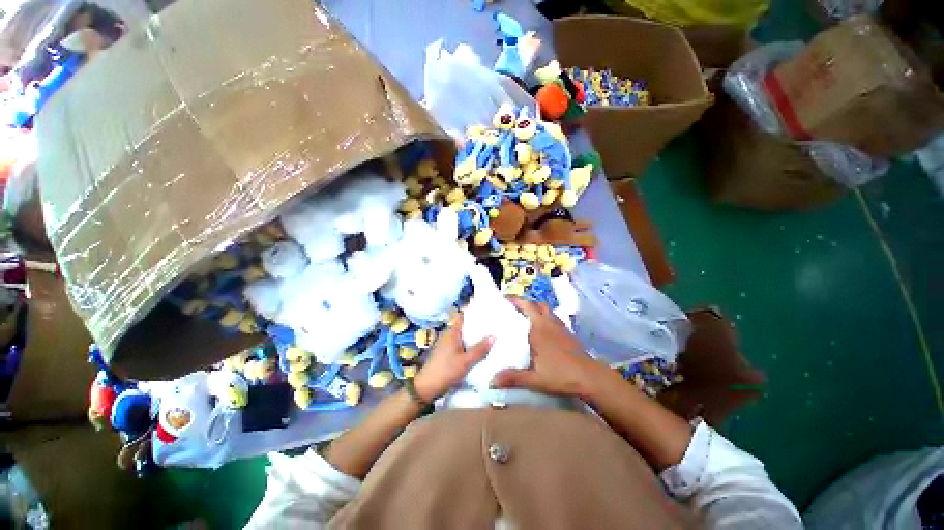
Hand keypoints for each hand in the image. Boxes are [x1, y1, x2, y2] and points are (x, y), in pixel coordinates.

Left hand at [414, 314, 492, 401]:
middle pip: (464, 326)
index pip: (462, 316)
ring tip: (489, 336)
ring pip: (462, 336)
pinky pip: (460, 345)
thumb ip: (480, 349)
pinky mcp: (446, 354)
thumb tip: (494, 336)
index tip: (486, 311)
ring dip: (473, 336)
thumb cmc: (446, 371)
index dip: (473, 312)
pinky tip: (478, 350)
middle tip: (492, 325)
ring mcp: (446, 345)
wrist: (427, 387)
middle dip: (476, 325)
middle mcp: (448, 335)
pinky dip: (468, 345)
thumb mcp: (466, 361)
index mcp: (451, 332)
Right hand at [491, 297, 609, 398]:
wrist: (590, 377)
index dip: (515, 300)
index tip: (504, 298)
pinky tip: (542, 327)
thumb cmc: (561, 375)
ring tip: (525, 314)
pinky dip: (545, 315)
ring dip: (535, 307)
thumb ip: (513, 378)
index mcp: (538, 329)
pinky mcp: (568, 332)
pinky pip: (553, 317)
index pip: (526, 307)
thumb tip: (491, 381)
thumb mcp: (535, 379)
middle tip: (512, 305)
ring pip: (546, 309)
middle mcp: (548, 323)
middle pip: (536, 304)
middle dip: (524, 302)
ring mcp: (560, 326)